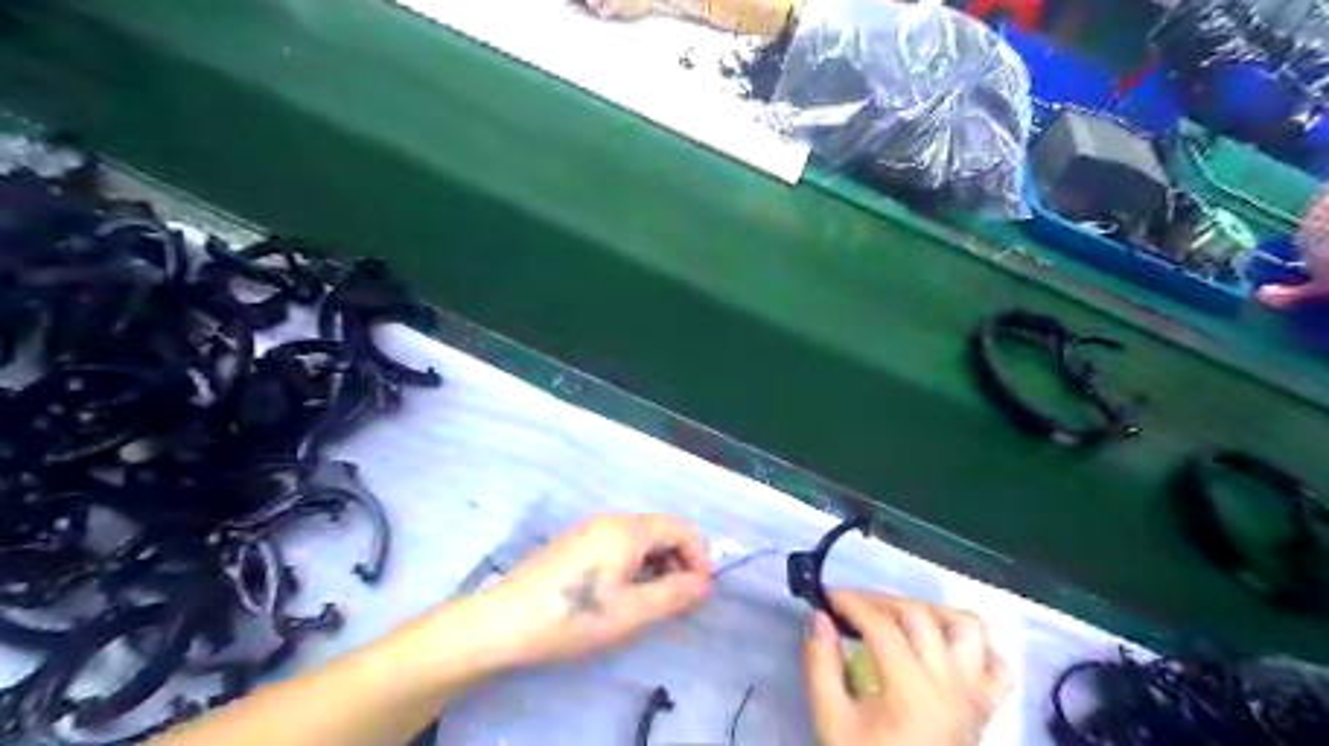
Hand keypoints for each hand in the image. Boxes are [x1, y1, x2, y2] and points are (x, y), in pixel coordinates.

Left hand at [470, 515, 711, 673]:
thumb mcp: (632, 612)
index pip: (680, 528)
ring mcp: (588, 529)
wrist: (503, 622)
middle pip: (659, 529)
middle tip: (680, 597)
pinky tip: (622, 593)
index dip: (698, 555)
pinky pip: (616, 544)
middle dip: (678, 559)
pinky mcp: (572, 544)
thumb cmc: (574, 616)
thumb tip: (704, 582)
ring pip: (637, 538)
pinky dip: (633, 563)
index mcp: (628, 529)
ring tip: (653, 599)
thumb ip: (674, 594)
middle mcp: (610, 520)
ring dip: (656, 563)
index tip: (701, 590)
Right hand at [803, 595, 1015, 744]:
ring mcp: (974, 695)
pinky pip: (995, 664)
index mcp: (912, 692)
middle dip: (880, 600)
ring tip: (898, 616)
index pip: (882, 627)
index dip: (851, 603)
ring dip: (930, 611)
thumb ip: (821, 664)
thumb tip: (819, 617)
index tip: (826, 597)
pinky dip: (973, 645)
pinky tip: (942, 644)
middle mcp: (951, 686)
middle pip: (920, 616)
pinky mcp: (986, 707)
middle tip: (851, 605)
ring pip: (967, 628)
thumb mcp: (831, 720)